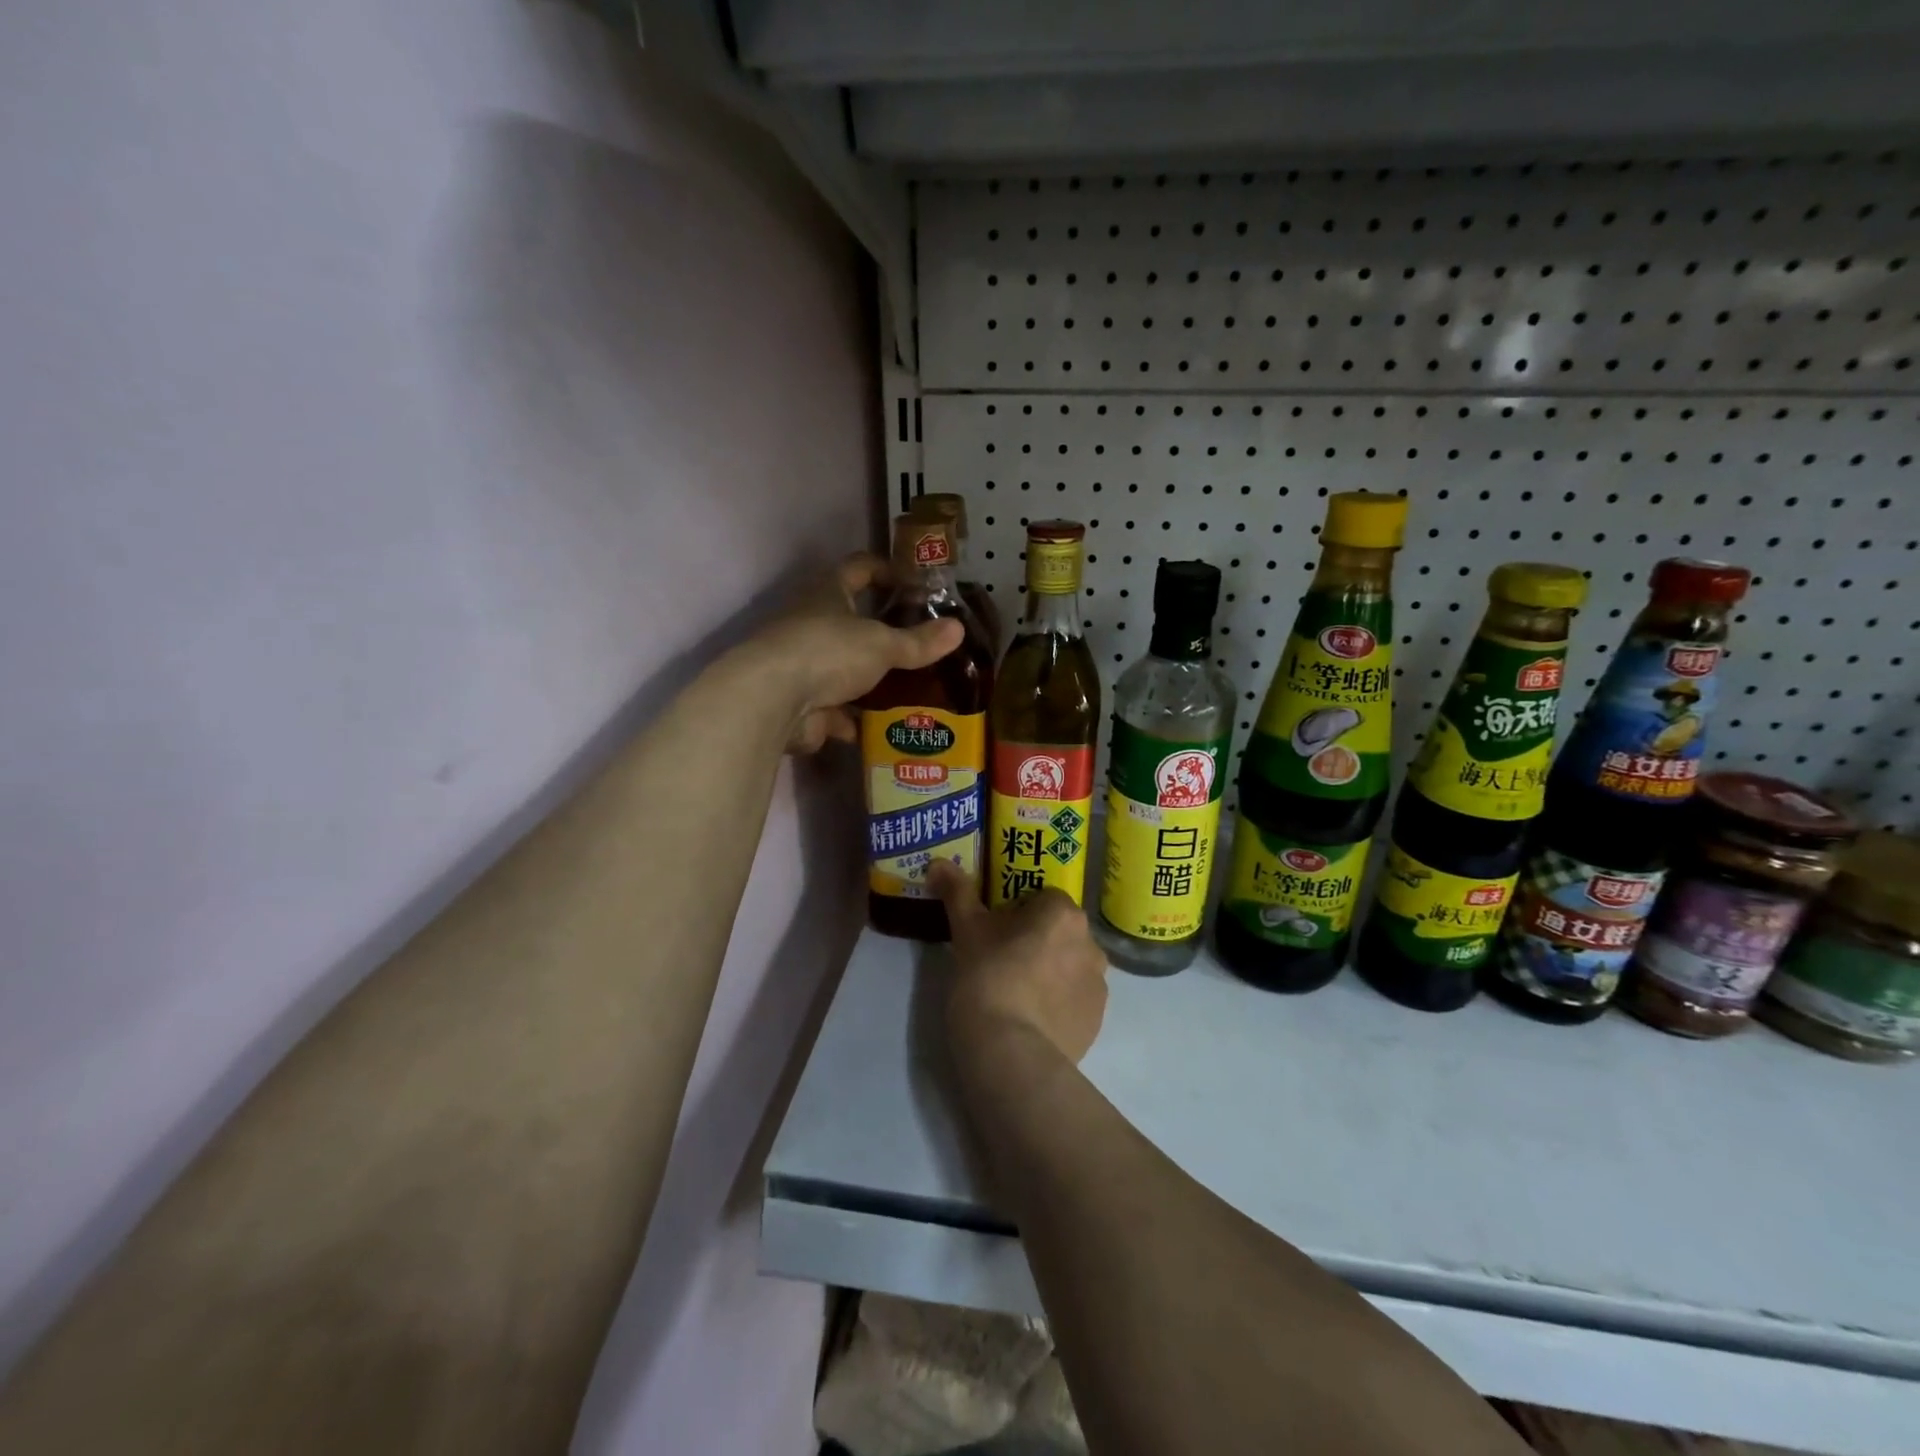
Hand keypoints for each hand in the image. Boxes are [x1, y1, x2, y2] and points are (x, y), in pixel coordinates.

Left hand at [738, 554, 965, 754]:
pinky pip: (833, 709)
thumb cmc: (828, 652)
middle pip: (850, 622)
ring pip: (843, 669)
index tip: (913, 583)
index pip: (859, 567)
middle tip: (919, 645)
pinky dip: (852, 719)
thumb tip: (959, 628)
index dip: (886, 570)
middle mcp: (811, 623)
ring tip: (908, 691)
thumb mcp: (882, 644)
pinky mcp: (799, 702)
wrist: (772, 700)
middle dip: (882, 634)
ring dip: (868, 681)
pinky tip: (879, 730)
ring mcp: (802, 664)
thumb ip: (919, 641)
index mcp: (827, 593)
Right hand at [929, 860, 1108, 1072]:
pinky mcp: (1097, 1022)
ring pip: (1069, 966)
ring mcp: (1098, 985)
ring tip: (1015, 995)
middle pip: (1058, 931)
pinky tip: (1030, 1019)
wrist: (1010, 1052)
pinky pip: (1075, 1000)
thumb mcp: (966, 930)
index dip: (1015, 912)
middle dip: (1035, 940)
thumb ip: (956, 892)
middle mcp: (1091, 943)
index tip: (992, 932)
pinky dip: (1057, 1004)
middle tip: (999, 961)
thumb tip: (938, 862)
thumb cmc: (987, 977)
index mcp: (1063, 914)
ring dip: (1049, 971)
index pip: (1041, 898)